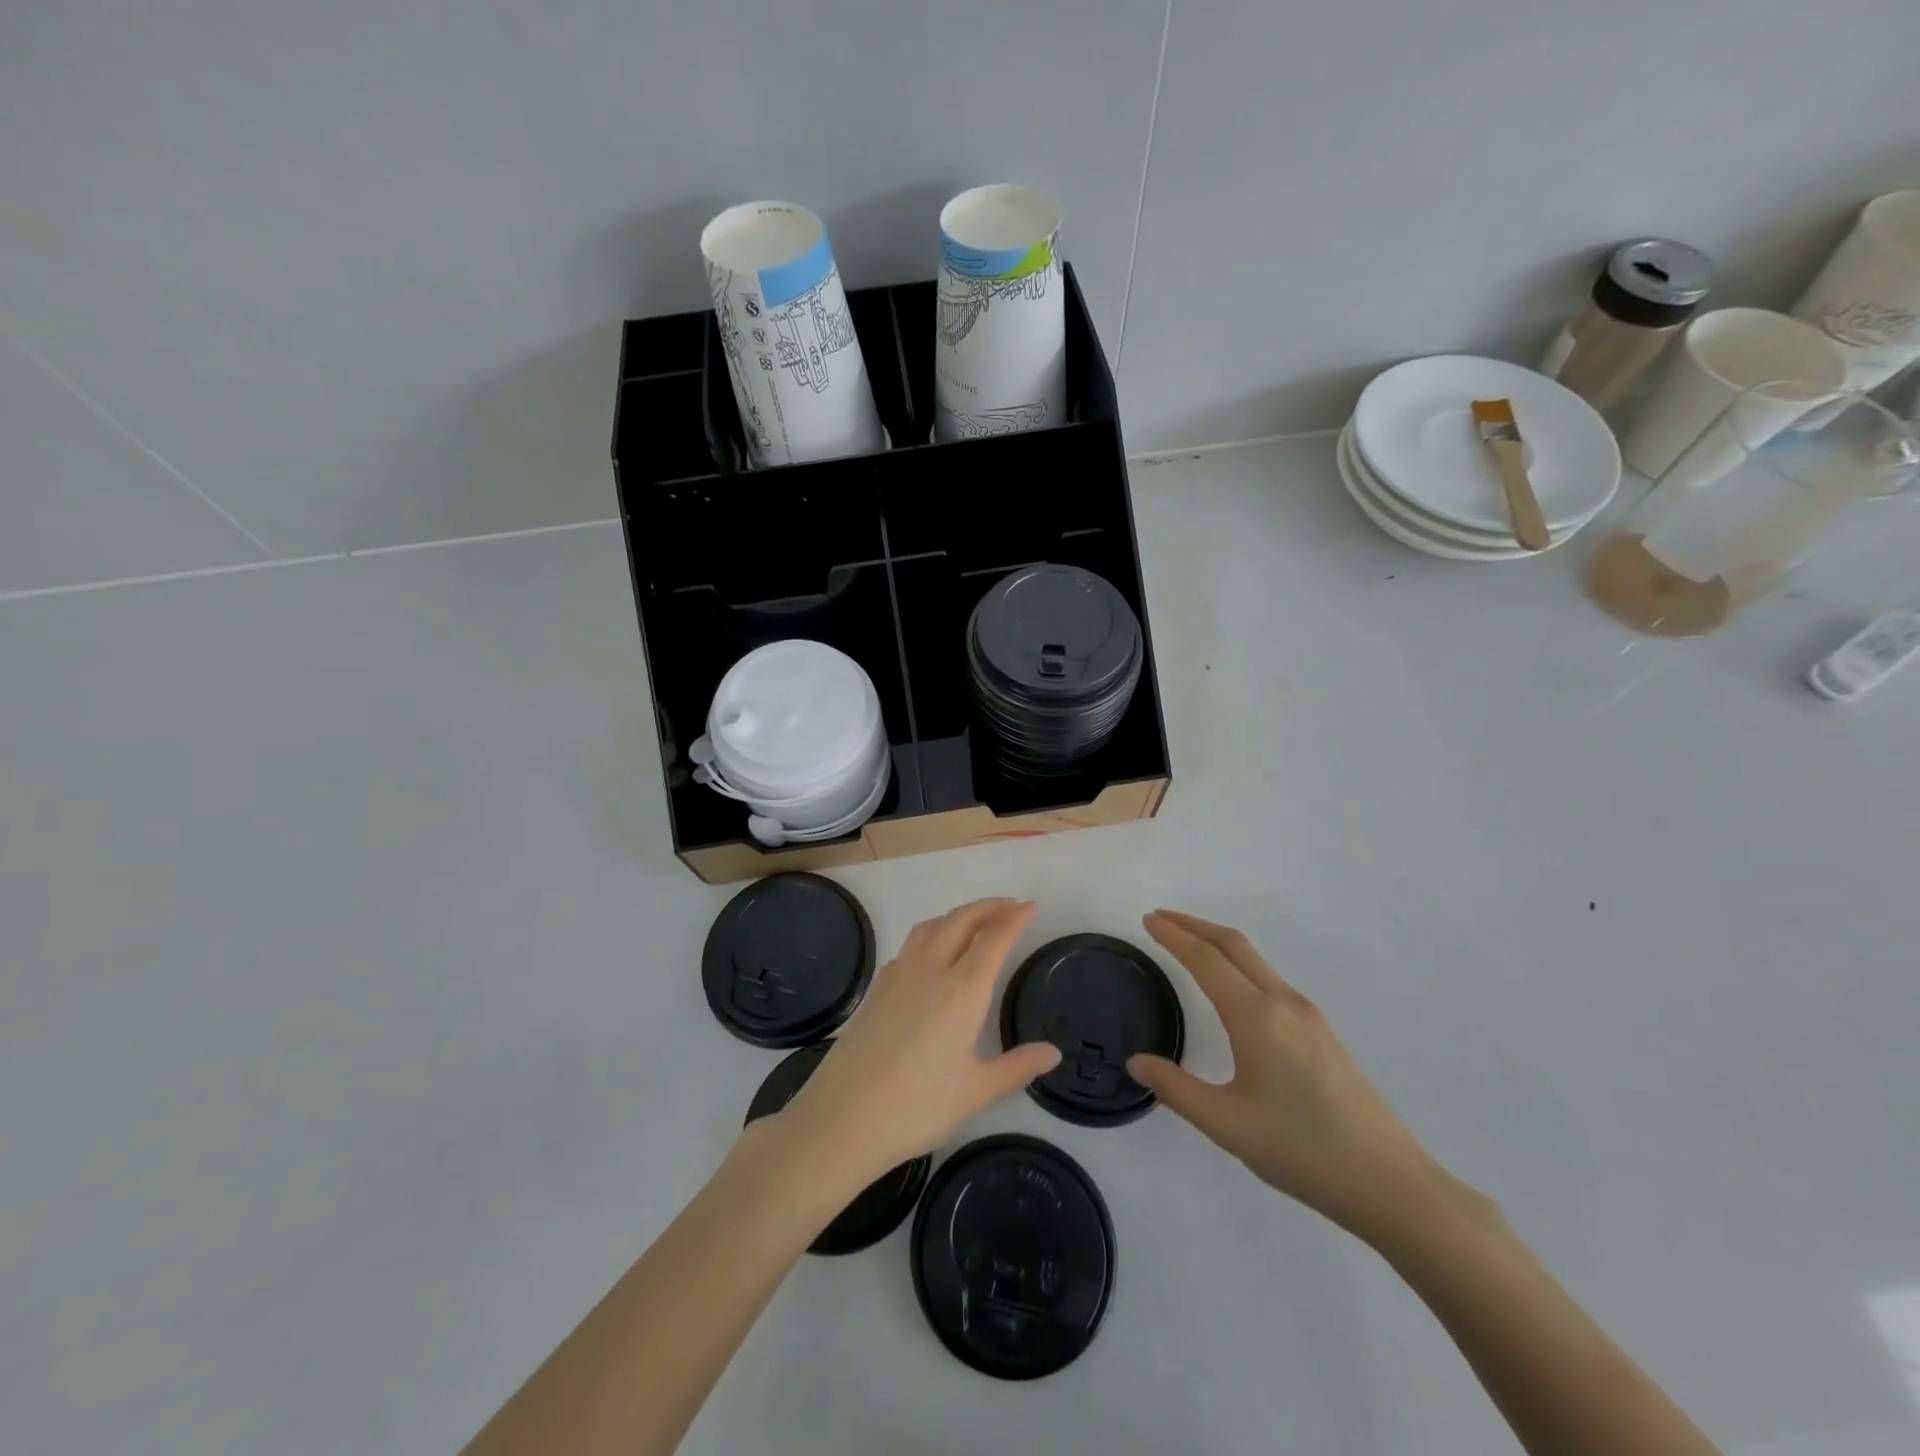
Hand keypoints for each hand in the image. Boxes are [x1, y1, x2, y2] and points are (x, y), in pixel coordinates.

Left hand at [767, 899, 1060, 1191]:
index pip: (994, 938)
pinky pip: (910, 944)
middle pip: (962, 920)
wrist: (841, 1117)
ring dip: (958, 915)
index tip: (1031, 907)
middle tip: (1011, 907)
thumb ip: (1017, 1067)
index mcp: (962, 990)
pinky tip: (933, 955)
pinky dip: (932, 934)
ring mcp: (898, 975)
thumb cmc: (916, 1107)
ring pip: (932, 926)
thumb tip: (1053, 1052)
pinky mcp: (876, 987)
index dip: (1015, 918)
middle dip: (989, 907)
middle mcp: (931, 970)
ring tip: (975, 922)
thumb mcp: (976, 1092)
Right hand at [1127, 910, 1446, 1243]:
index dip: (1174, 936)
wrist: (1390, 1183)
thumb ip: (1175, 1088)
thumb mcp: (1226, 1124)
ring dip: (1218, 943)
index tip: (1148, 920)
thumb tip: (1136, 1063)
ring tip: (1188, 945)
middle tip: (1161, 919)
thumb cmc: (1301, 1150)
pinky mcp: (1322, 1032)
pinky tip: (1231, 987)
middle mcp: (1284, 1003)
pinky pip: (1270, 979)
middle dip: (1195, 926)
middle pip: (1235, 945)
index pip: (1206, 960)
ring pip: (1256, 961)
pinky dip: (1239, 964)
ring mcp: (1309, 1016)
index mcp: (1257, 1017)